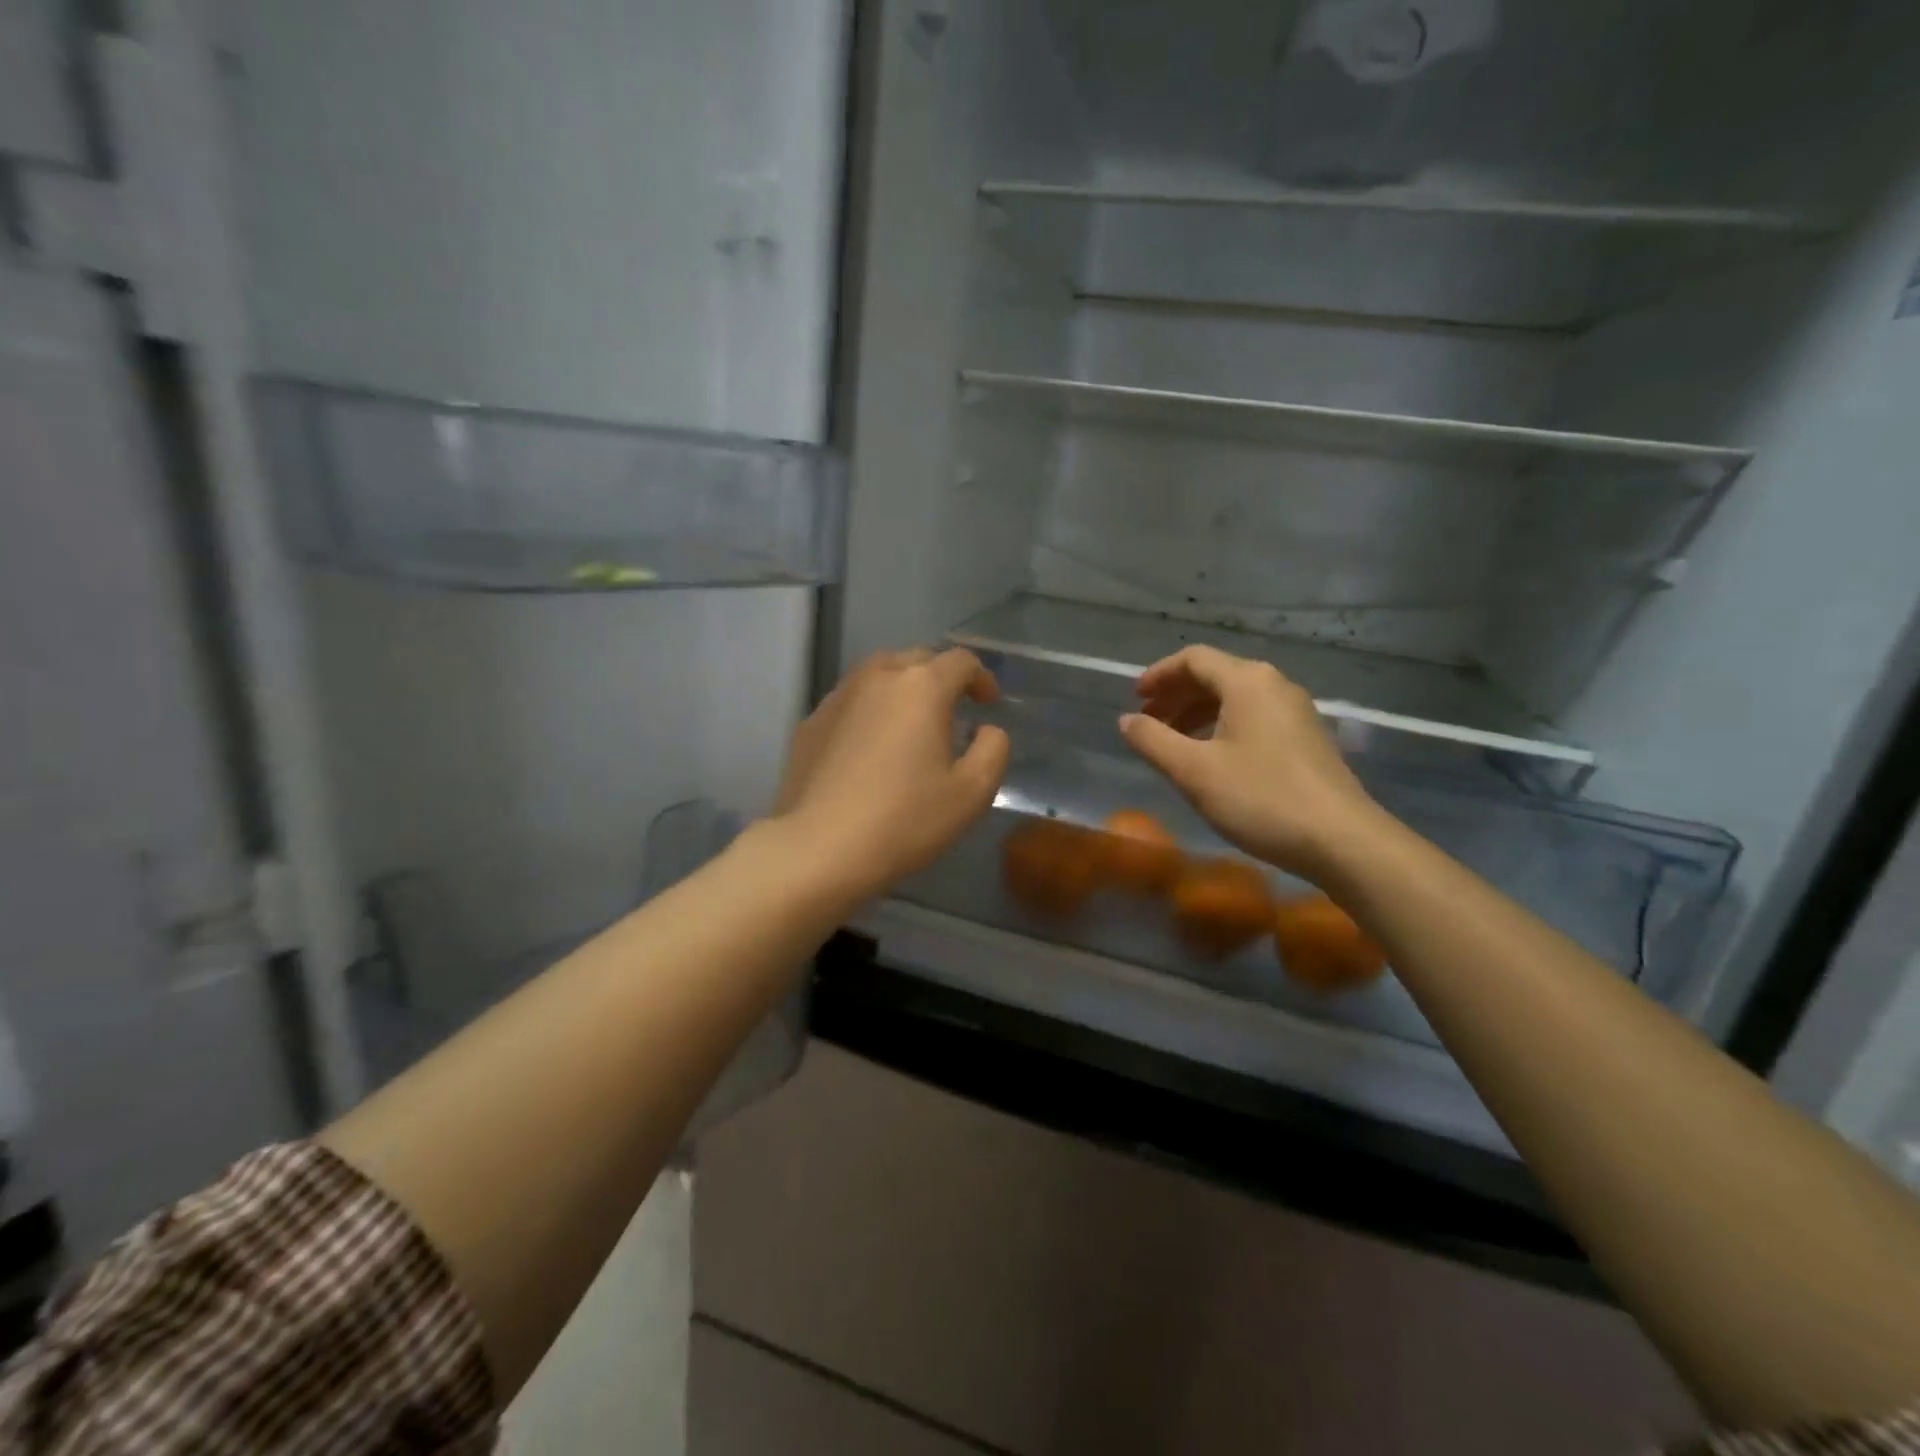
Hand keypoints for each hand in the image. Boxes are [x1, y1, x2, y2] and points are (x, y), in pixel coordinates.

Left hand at [774, 648, 1010, 896]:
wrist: (819, 847)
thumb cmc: (905, 819)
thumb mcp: (972, 792)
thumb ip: (993, 749)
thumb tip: (986, 730)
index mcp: (922, 686)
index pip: (961, 661)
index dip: (982, 678)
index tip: (989, 705)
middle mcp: (877, 677)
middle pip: (917, 659)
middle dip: (941, 678)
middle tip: (953, 711)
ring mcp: (838, 696)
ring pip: (879, 675)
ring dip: (903, 689)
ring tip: (911, 723)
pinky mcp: (811, 722)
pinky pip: (851, 701)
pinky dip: (870, 710)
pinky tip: (871, 746)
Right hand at [1118, 646, 1382, 880]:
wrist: (1342, 840)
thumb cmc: (1260, 798)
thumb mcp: (1193, 771)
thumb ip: (1152, 741)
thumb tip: (1126, 720)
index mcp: (1247, 681)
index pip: (1193, 659)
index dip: (1158, 675)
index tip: (1134, 699)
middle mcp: (1274, 685)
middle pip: (1216, 675)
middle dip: (1176, 695)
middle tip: (1147, 722)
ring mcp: (1296, 712)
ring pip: (1235, 699)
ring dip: (1197, 713)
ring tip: (1172, 742)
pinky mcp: (1307, 739)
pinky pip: (1254, 718)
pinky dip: (1222, 727)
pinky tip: (1212, 759)